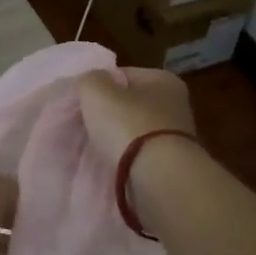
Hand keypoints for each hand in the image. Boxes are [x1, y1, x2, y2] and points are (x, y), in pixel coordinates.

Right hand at [75, 68, 197, 167]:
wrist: (160, 179)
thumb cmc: (128, 125)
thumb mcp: (96, 91)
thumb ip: (89, 80)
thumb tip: (91, 82)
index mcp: (163, 79)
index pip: (123, 75)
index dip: (98, 86)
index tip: (79, 102)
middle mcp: (175, 104)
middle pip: (129, 104)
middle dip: (106, 115)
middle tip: (80, 126)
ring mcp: (176, 137)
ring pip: (132, 131)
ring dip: (115, 139)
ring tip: (91, 148)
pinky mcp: (171, 165)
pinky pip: (138, 156)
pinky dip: (124, 159)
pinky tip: (109, 165)